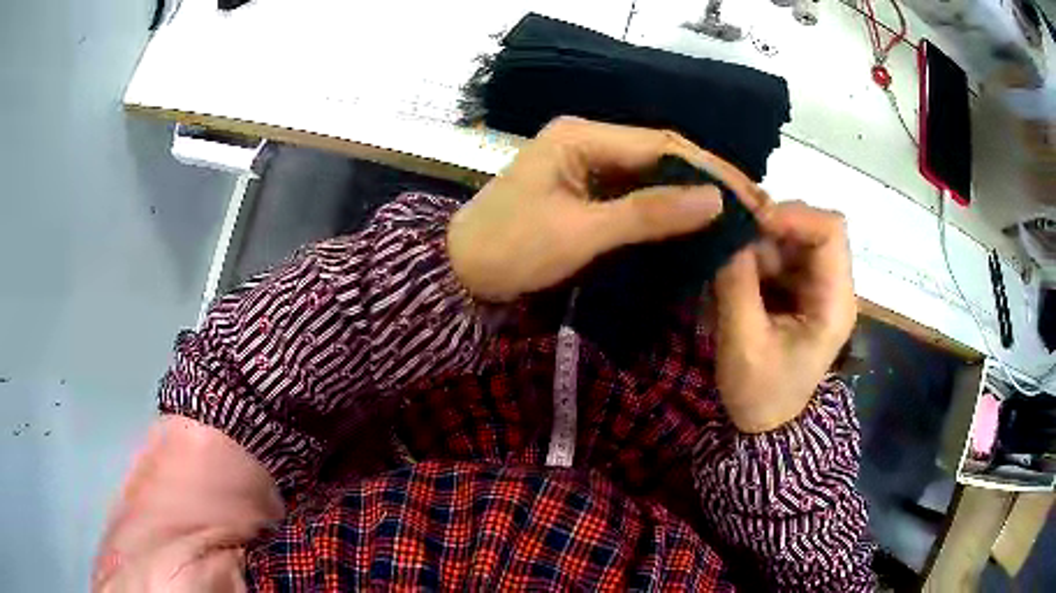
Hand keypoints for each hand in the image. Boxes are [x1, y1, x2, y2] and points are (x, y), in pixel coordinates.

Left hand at [447, 117, 764, 301]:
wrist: (458, 274)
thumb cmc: (510, 249)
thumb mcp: (580, 232)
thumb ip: (648, 213)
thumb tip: (715, 200)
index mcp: (582, 136)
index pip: (663, 143)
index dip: (711, 169)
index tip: (751, 195)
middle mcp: (587, 140)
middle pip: (661, 154)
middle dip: (707, 180)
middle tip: (753, 206)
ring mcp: (586, 165)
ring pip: (651, 174)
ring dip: (690, 194)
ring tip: (735, 215)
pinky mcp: (585, 190)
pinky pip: (635, 193)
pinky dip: (665, 208)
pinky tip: (694, 222)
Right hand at [714, 201, 856, 432]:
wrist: (766, 426)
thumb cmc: (761, 394)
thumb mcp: (743, 343)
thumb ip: (736, 283)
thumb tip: (725, 232)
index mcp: (834, 302)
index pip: (830, 230)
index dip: (793, 215)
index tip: (750, 223)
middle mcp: (833, 286)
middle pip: (811, 227)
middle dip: (770, 227)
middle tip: (730, 240)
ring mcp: (816, 287)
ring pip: (792, 238)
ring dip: (758, 243)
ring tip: (727, 265)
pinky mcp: (800, 291)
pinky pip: (780, 255)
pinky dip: (755, 257)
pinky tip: (734, 276)